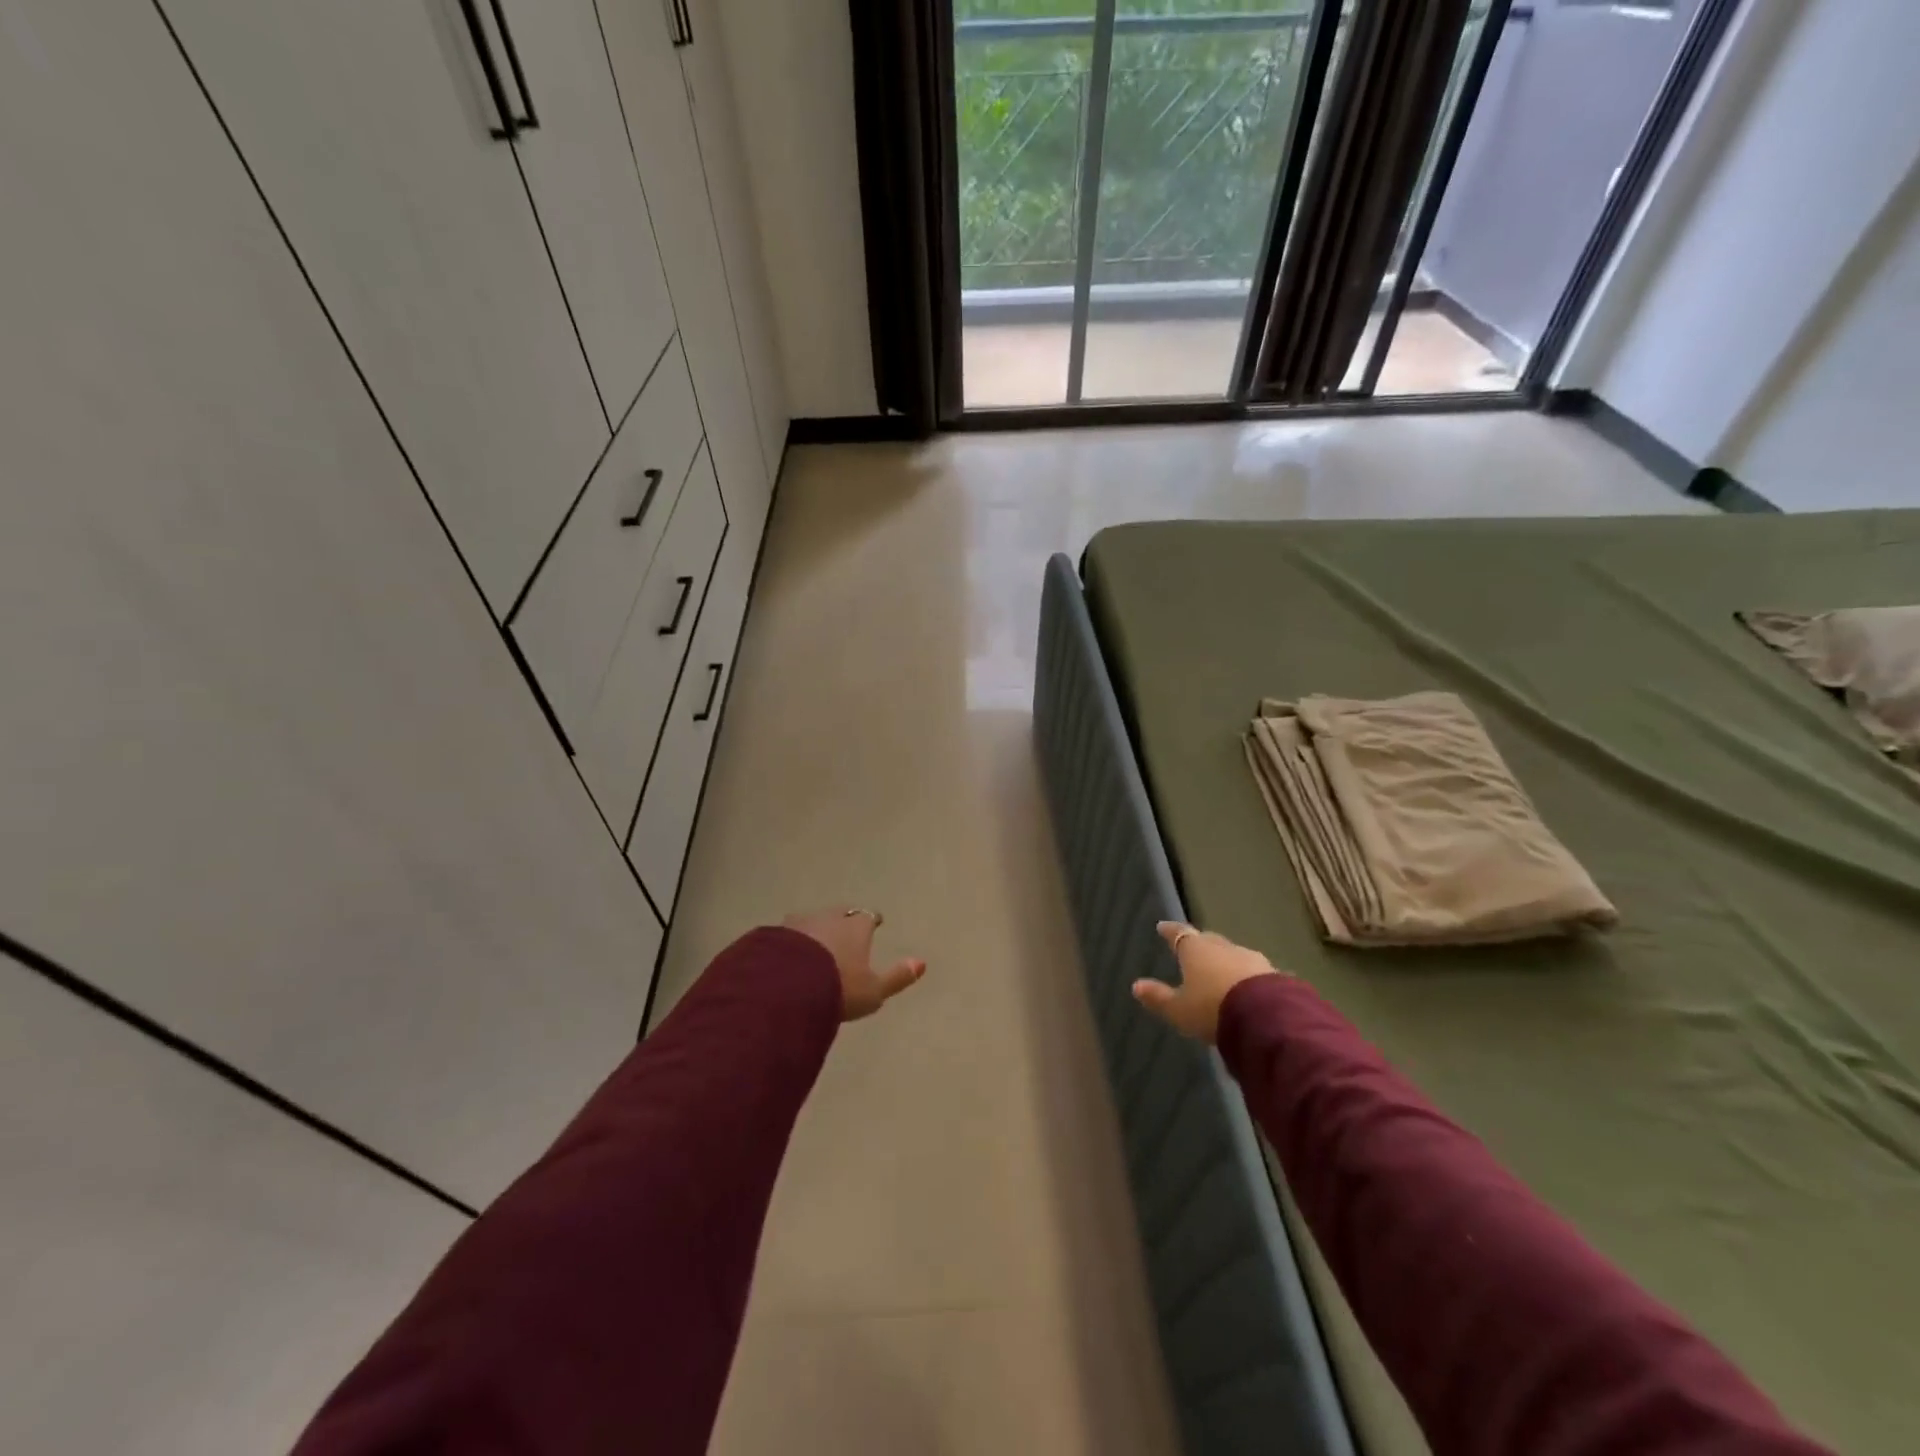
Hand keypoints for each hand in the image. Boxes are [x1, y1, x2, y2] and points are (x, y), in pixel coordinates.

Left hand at [783, 908, 926, 1021]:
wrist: (786, 988)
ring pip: (812, 921)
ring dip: (815, 930)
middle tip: (844, 930)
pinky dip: (791, 942)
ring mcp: (799, 923)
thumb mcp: (873, 990)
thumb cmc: (838, 988)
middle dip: (843, 920)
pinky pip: (787, 935)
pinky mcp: (773, 934)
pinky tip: (788, 955)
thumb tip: (922, 962)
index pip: (868, 917)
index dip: (872, 921)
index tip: (874, 924)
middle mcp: (828, 917)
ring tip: (814, 944)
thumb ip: (897, 976)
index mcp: (855, 927)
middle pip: (839, 913)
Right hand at [1132, 921, 1280, 1043]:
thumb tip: (1136, 985)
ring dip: (1226, 961)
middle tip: (1193, 949)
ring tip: (1221, 972)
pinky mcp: (1274, 975)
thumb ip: (1158, 997)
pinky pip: (1254, 972)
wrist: (1266, 1019)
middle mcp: (1223, 947)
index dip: (1170, 931)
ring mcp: (1251, 959)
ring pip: (1233, 955)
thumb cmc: (1212, 1009)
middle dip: (1200, 945)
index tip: (1162, 926)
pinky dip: (1246, 976)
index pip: (1179, 934)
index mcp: (1196, 950)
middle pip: (1208, 941)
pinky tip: (1247, 987)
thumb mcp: (1179, 1010)